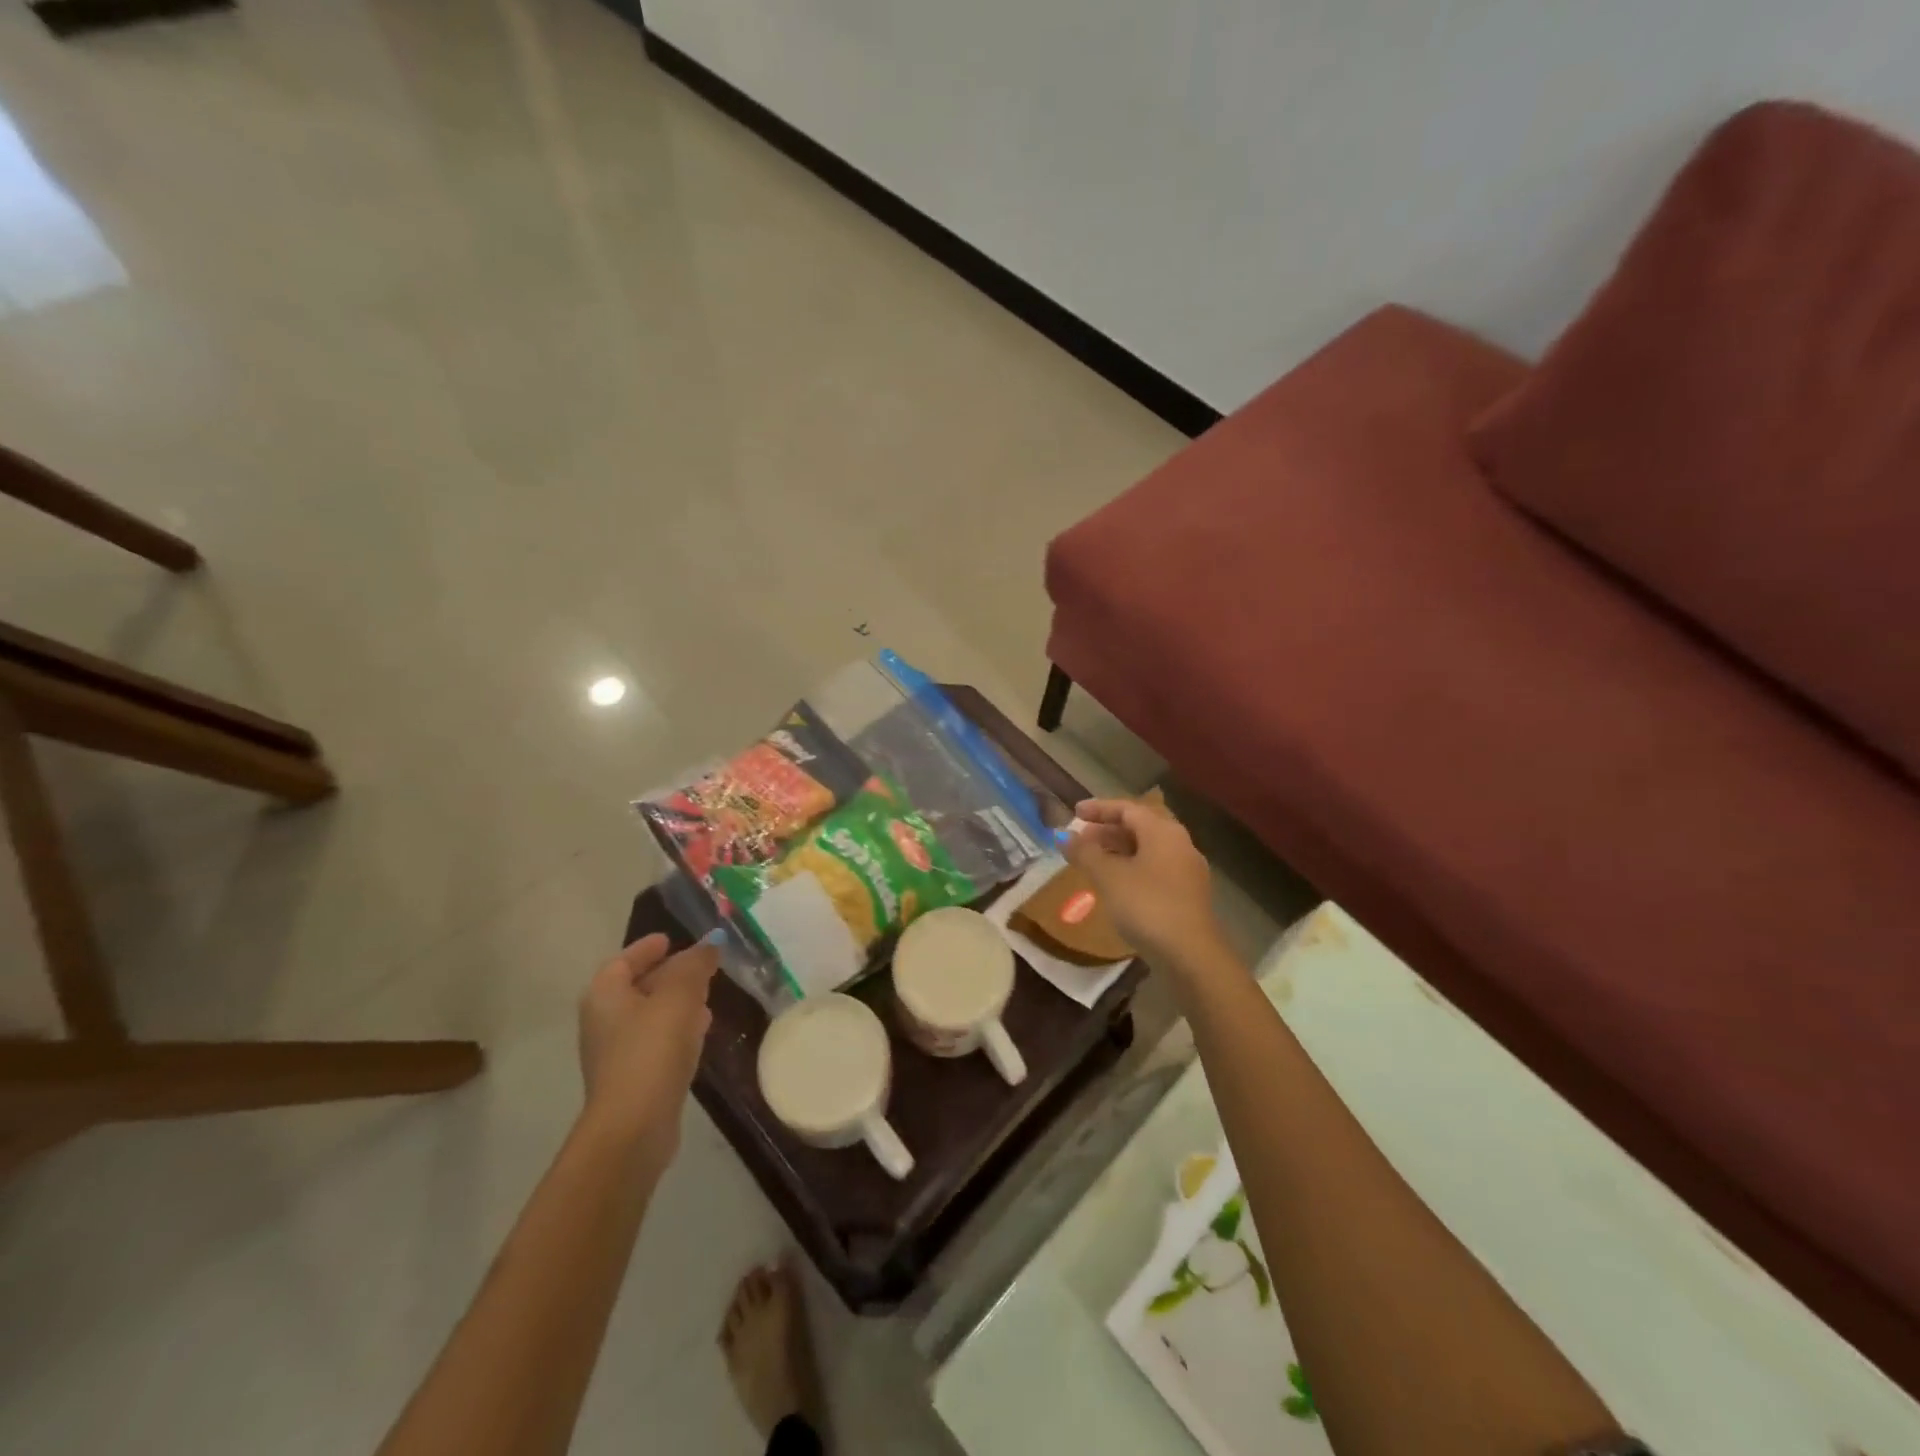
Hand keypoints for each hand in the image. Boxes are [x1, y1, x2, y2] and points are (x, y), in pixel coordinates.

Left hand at [578, 934, 718, 1165]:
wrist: (633, 1127)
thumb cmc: (651, 1050)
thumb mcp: (679, 996)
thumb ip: (695, 964)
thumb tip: (710, 943)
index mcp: (605, 995)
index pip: (624, 960)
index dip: (648, 948)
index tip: (673, 939)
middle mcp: (604, 1020)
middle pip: (638, 986)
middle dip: (670, 974)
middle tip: (701, 966)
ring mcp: (617, 1052)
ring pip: (651, 1015)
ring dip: (677, 1003)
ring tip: (709, 996)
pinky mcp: (634, 1078)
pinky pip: (658, 1041)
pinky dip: (678, 1029)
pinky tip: (702, 1031)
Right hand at [1063, 798, 1222, 966]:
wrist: (1190, 955)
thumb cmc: (1146, 905)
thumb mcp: (1108, 876)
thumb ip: (1084, 852)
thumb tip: (1063, 836)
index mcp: (1163, 831)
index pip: (1127, 809)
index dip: (1098, 809)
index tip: (1074, 813)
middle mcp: (1179, 844)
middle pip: (1139, 827)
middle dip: (1107, 830)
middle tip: (1080, 839)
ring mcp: (1186, 870)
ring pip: (1147, 850)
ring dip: (1118, 851)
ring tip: (1091, 862)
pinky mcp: (1187, 894)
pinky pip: (1154, 869)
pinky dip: (1131, 868)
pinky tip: (1114, 885)